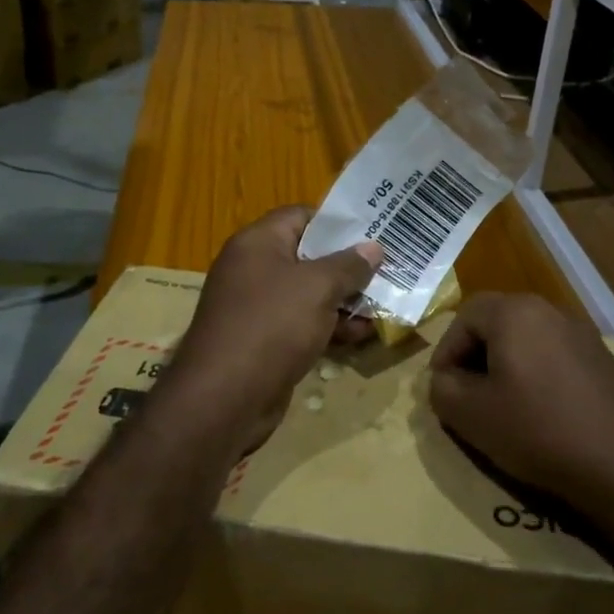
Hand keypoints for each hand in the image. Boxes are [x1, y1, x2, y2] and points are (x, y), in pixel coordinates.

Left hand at [167, 206, 381, 458]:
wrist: (225, 398)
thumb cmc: (272, 325)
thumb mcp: (318, 287)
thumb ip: (349, 264)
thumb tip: (373, 247)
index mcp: (258, 243)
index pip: (301, 216)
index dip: (337, 223)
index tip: (373, 232)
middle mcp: (254, 269)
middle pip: (308, 256)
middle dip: (348, 266)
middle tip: (388, 270)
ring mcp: (257, 307)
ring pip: (309, 293)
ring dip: (344, 300)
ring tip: (383, 306)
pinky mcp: (264, 341)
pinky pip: (302, 323)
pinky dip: (329, 327)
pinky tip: (361, 336)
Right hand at [429, 293, 613, 522]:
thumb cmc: (538, 430)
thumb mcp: (471, 415)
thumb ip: (442, 389)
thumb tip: (444, 380)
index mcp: (514, 312)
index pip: (464, 316)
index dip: (446, 351)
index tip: (443, 387)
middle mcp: (549, 311)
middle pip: (497, 322)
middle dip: (474, 355)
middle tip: (466, 393)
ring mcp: (581, 334)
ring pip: (526, 339)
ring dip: (505, 366)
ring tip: (500, 406)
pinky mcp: (602, 360)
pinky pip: (554, 356)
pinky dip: (536, 376)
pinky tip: (539, 413)